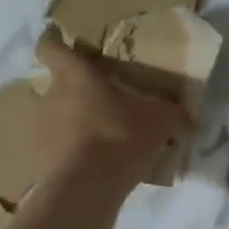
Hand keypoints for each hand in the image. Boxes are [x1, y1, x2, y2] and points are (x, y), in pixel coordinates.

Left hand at [33, 34, 193, 189]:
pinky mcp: (39, 159)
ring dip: (73, 123)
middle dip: (76, 92)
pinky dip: (70, 152)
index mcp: (75, 75)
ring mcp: (41, 129)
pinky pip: (56, 148)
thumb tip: (189, 119)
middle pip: (58, 85)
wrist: (89, 186)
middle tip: (101, 101)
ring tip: (99, 137)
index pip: (50, 46)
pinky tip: (92, 164)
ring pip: (56, 117)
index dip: (53, 42)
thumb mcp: (160, 121)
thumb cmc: (122, 134)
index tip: (61, 43)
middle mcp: (51, 96)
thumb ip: (173, 115)